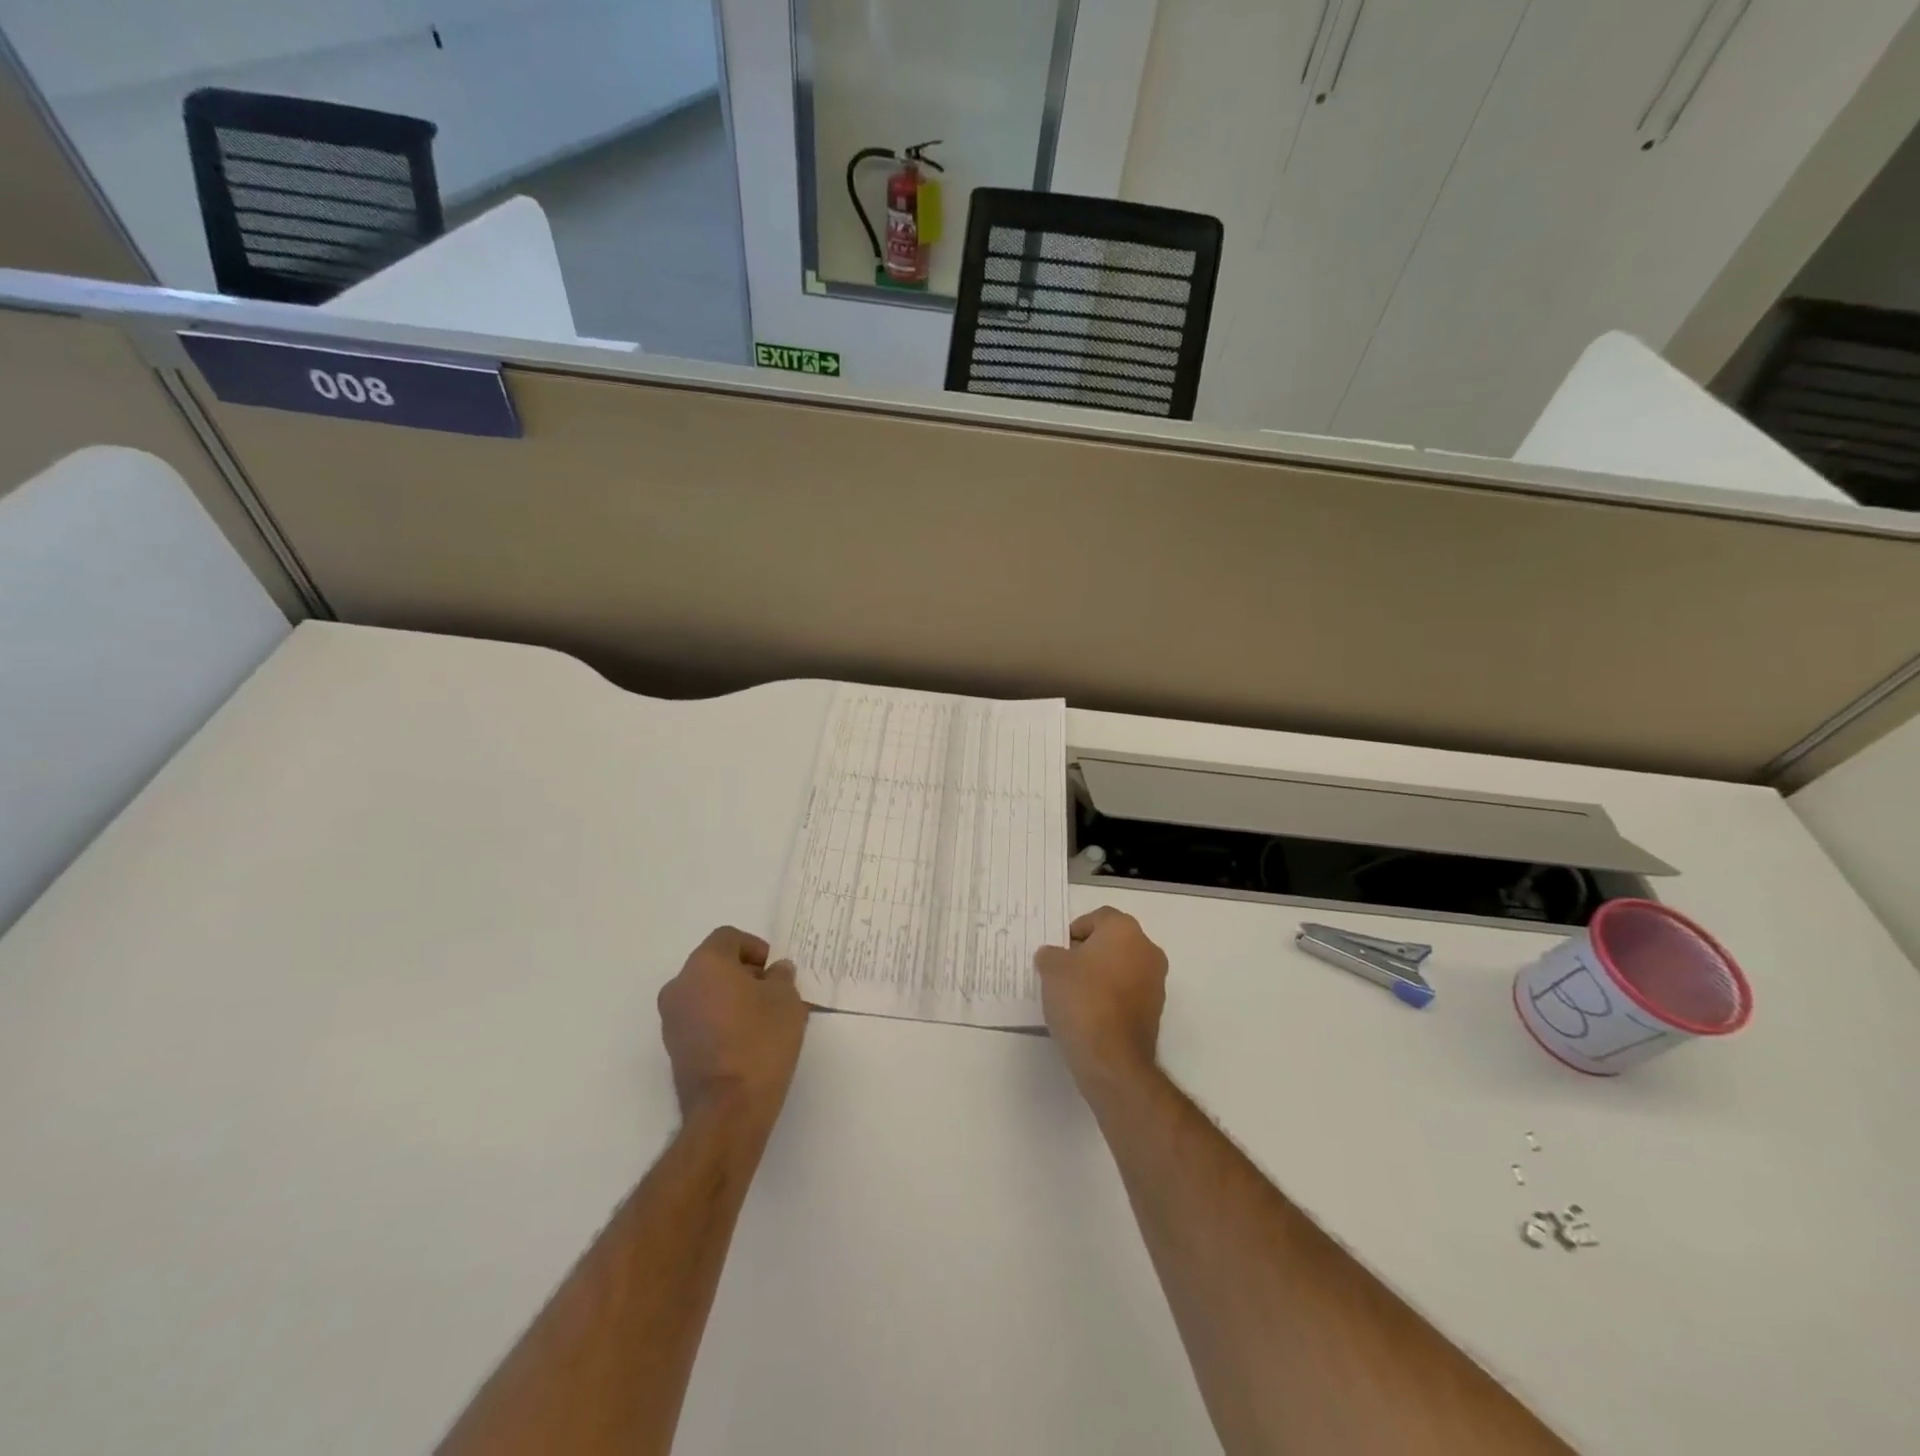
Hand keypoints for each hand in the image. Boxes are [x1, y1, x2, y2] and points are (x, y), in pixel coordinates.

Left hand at [657, 927, 808, 1126]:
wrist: (729, 1108)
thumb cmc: (760, 1040)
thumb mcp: (787, 999)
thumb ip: (781, 977)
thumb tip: (775, 972)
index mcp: (704, 965)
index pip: (728, 938)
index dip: (755, 947)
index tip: (775, 969)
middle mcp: (679, 987)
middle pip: (714, 965)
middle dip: (743, 973)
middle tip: (772, 992)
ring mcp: (671, 1021)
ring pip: (705, 994)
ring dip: (731, 998)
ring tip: (762, 1019)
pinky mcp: (674, 1050)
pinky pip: (700, 1021)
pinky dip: (720, 1021)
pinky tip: (746, 1041)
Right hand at [1034, 907, 1167, 1090]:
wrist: (1111, 1058)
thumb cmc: (1081, 999)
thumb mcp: (1051, 968)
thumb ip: (1051, 954)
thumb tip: (1054, 956)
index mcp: (1125, 930)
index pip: (1098, 917)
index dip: (1075, 931)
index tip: (1058, 952)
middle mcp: (1147, 950)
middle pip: (1113, 942)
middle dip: (1088, 953)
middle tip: (1063, 971)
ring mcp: (1156, 982)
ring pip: (1122, 968)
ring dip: (1101, 976)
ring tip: (1073, 996)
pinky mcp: (1156, 1011)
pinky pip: (1128, 993)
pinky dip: (1111, 997)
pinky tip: (1089, 1014)